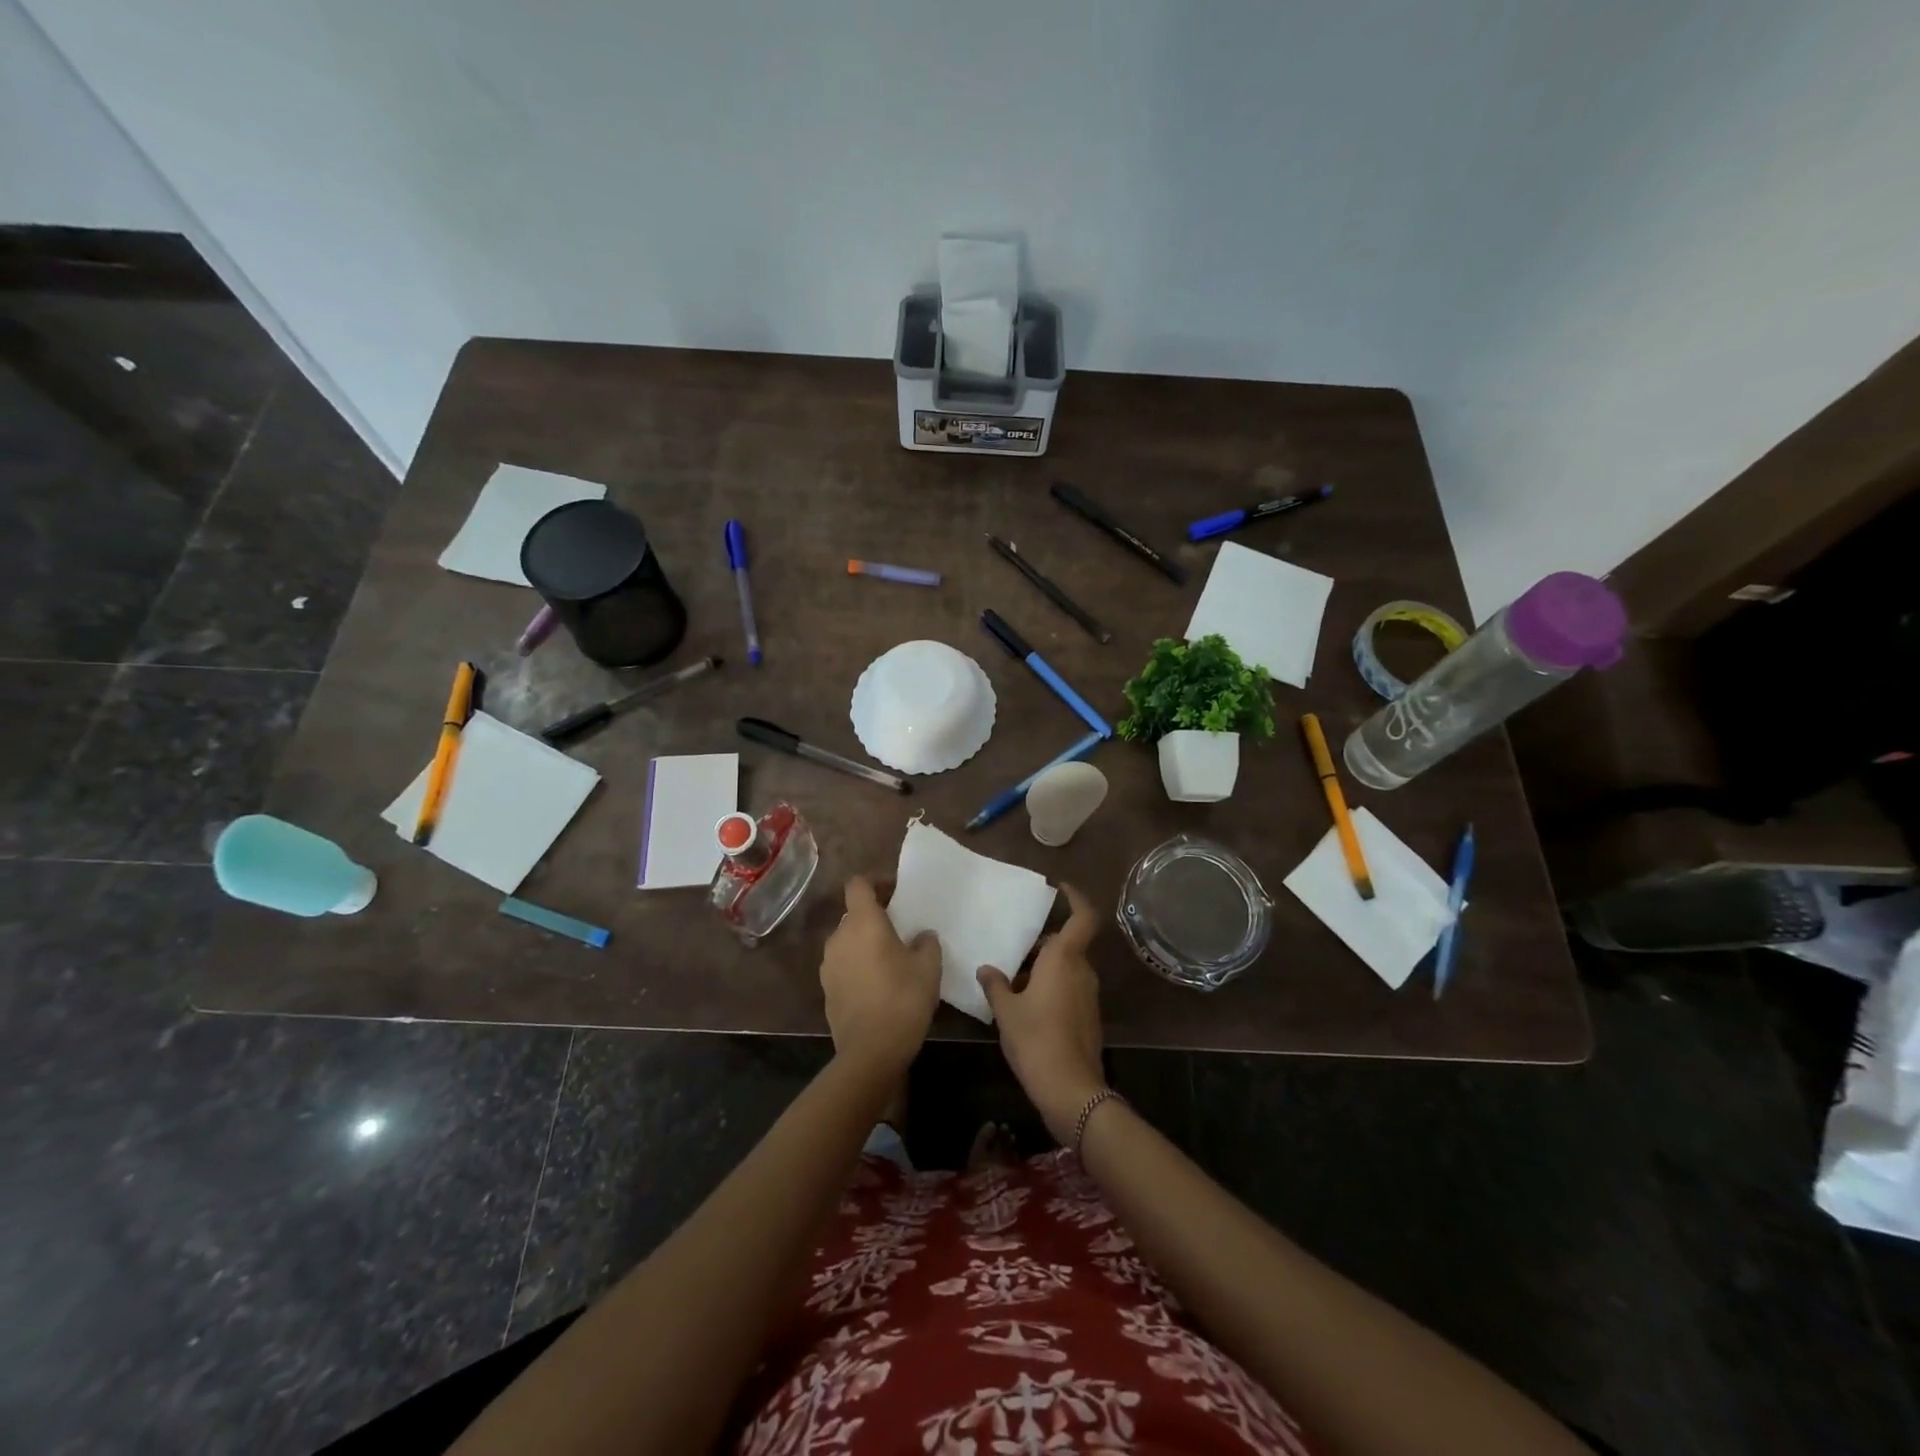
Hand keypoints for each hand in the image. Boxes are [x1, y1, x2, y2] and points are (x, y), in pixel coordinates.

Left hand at [820, 876, 940, 1077]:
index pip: (858, 884)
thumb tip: (921, 935)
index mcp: (862, 922)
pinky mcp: (826, 989)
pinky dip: (858, 966)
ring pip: (848, 941)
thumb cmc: (903, 998)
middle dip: (874, 916)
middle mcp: (839, 936)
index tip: (896, 893)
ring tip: (890, 960)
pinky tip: (878, 985)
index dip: (876, 883)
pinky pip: (844, 965)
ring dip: (865, 943)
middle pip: (853, 914)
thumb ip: (926, 943)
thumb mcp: (929, 967)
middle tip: (900, 930)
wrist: (871, 1051)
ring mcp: (828, 964)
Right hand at [977, 884, 1106, 1142]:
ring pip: (1068, 968)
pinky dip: (1052, 988)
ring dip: (1046, 969)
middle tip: (1016, 948)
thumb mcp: (1006, 1010)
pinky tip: (1027, 1006)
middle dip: (1044, 944)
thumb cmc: (1035, 1038)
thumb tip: (986, 969)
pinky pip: (1070, 989)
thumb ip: (996, 985)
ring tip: (1014, 980)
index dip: (1076, 898)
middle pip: (1068, 945)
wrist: (1070, 1089)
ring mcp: (1089, 995)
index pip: (1083, 917)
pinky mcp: (1089, 1017)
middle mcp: (1082, 971)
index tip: (1060, 888)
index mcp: (1064, 959)